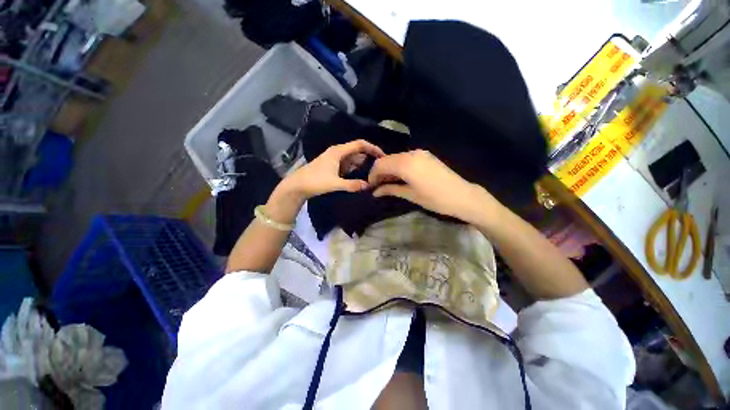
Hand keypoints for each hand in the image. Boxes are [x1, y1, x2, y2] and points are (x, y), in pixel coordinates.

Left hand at [283, 139, 385, 200]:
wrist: (298, 185)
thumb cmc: (315, 181)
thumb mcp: (334, 183)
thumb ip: (352, 185)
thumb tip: (368, 186)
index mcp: (338, 151)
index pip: (359, 144)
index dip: (372, 148)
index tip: (382, 156)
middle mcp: (338, 152)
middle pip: (358, 151)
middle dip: (369, 157)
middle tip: (381, 166)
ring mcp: (335, 159)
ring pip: (353, 159)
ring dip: (363, 164)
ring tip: (374, 172)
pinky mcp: (333, 166)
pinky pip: (348, 165)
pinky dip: (356, 169)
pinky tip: (361, 175)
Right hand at [368, 150, 501, 223]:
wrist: (462, 195)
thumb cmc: (435, 199)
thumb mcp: (410, 195)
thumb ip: (391, 189)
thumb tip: (375, 192)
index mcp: (405, 163)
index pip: (380, 164)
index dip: (373, 175)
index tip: (371, 186)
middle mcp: (410, 153)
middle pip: (387, 159)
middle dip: (380, 172)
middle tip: (378, 186)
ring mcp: (420, 153)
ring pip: (396, 158)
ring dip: (389, 169)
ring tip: (388, 183)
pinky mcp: (426, 155)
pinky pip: (406, 158)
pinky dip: (399, 166)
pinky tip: (400, 177)